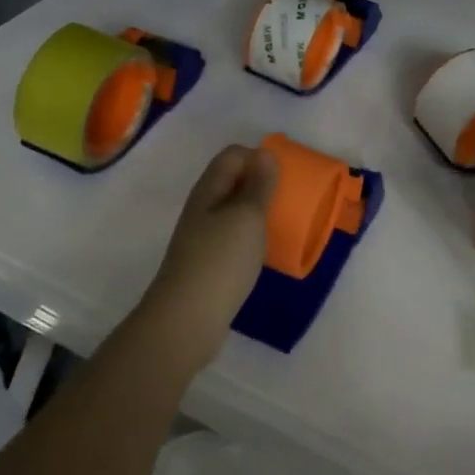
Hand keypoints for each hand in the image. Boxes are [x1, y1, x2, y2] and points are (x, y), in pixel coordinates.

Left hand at [137, 144, 276, 370]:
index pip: (233, 155)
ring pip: (233, 211)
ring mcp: (202, 237)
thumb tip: (264, 153)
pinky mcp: (208, 263)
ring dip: (257, 212)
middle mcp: (202, 208)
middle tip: (289, 198)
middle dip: (261, 183)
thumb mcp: (247, 216)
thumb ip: (259, 185)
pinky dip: (250, 237)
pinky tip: (264, 252)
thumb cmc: (221, 260)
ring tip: (282, 224)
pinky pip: (233, 237)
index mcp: (209, 189)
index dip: (259, 157)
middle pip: (233, 181)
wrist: (186, 320)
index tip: (285, 176)